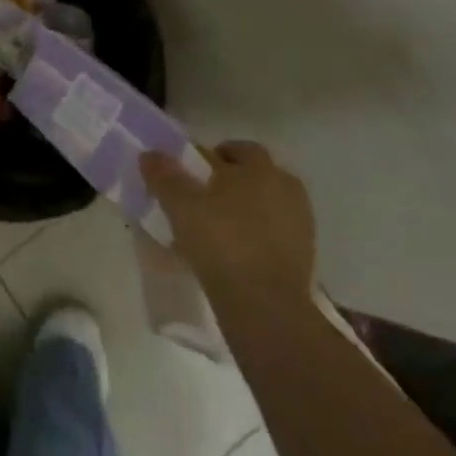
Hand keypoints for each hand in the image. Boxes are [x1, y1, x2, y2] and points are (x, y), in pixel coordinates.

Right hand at [141, 141, 315, 311]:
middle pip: (255, 176)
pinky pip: (273, 234)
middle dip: (230, 183)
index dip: (213, 156)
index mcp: (261, 168)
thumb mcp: (180, 205)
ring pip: (265, 206)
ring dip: (243, 211)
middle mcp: (287, 189)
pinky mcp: (305, 257)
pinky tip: (231, 254)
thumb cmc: (222, 242)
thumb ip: (164, 175)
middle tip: (200, 199)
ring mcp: (300, 224)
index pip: (238, 149)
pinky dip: (255, 237)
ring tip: (213, 229)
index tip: (192, 172)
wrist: (265, 306)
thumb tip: (150, 154)